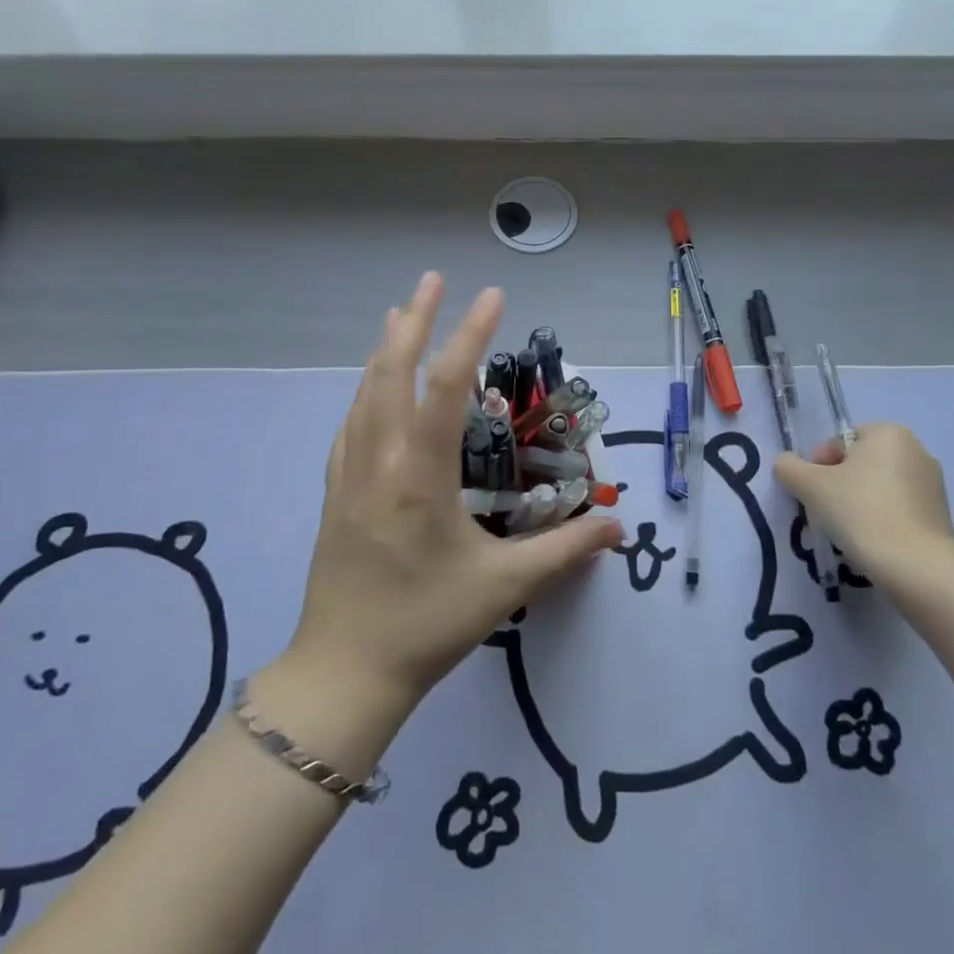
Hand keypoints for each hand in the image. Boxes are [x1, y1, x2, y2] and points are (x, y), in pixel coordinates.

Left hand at [284, 273, 623, 716]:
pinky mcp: (334, 494)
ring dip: (385, 349)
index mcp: (419, 475)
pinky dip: (365, 390)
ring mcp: (349, 475)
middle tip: (433, 280)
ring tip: (400, 314)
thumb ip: (565, 551)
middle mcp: (379, 461)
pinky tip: (371, 388)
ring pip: (364, 393)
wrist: (343, 673)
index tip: (491, 295)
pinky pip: (350, 424)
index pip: (447, 387)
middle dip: (414, 321)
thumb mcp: (504, 587)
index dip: (471, 336)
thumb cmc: (426, 626)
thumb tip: (618, 526)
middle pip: (392, 372)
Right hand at [774, 424, 953, 583]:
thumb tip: (785, 464)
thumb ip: (789, 468)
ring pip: (879, 488)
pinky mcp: (940, 515)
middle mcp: (916, 450)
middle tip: (825, 512)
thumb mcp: (809, 486)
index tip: (813, 493)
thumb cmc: (860, 511)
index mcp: (888, 433)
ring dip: (859, 503)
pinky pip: (899, 509)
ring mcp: (932, 484)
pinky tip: (872, 542)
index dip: (818, 466)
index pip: (839, 442)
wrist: (915, 565)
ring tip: (848, 531)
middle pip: (860, 464)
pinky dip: (882, 520)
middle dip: (839, 485)